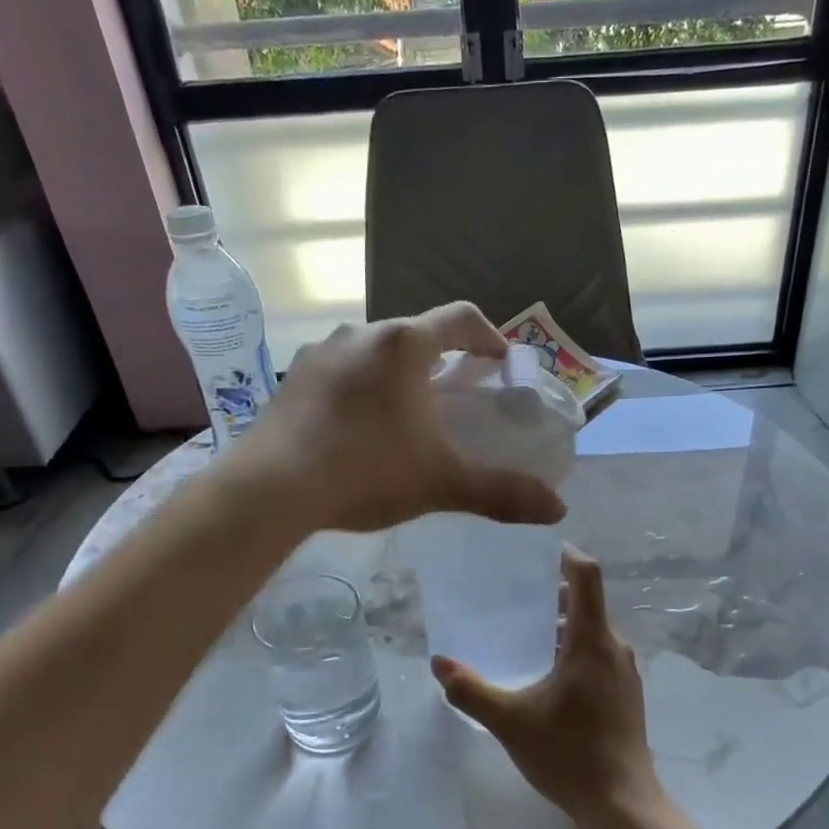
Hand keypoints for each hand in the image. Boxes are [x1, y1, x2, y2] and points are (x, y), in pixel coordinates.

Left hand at [243, 302, 566, 533]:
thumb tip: (558, 509)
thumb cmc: (366, 472)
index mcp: (403, 345)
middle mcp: (360, 334)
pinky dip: (361, 388)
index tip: (500, 362)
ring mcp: (318, 354)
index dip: (488, 336)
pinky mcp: (290, 380)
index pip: (460, 318)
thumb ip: (501, 493)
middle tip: (457, 392)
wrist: (270, 490)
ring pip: (373, 351)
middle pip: (415, 333)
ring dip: (398, 372)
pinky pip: (339, 371)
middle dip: (442, 357)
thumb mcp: (441, 482)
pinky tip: (358, 428)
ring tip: (407, 412)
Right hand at [431, 547, 661, 828]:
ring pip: (592, 632)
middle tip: (514, 596)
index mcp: (592, 641)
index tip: (537, 550)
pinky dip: (573, 650)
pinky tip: (547, 676)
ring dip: (562, 626)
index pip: (587, 576)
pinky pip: (599, 655)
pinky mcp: (626, 695)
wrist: (622, 804)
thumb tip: (439, 663)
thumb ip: (471, 691)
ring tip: (524, 634)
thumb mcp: (510, 721)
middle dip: (552, 595)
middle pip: (587, 603)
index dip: (565, 555)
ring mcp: (625, 672)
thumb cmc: (568, 754)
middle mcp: (615, 647)